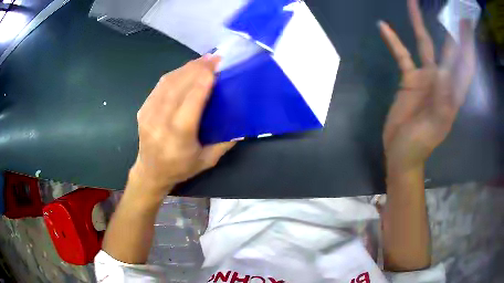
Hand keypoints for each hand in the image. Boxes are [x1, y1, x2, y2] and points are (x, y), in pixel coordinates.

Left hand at [129, 55, 235, 197]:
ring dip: (187, 68)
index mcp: (179, 134)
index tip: (217, 65)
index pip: (192, 99)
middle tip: (214, 58)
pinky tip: (186, 70)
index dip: (204, 78)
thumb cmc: (180, 168)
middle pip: (179, 85)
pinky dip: (175, 74)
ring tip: (202, 61)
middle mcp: (161, 120)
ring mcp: (149, 113)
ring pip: (168, 82)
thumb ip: (225, 142)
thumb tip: (241, 125)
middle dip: (197, 68)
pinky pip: (160, 85)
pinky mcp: (144, 109)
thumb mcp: (207, 160)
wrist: (150, 172)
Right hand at [379, 0, 475, 171]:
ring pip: (424, 44)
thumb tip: (443, 70)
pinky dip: (393, 41)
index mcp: (453, 93)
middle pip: (448, 48)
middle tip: (449, 8)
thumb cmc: (420, 145)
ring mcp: (425, 77)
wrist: (401, 152)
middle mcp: (442, 80)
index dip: (467, 44)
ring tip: (412, 2)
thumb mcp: (433, 127)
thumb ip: (441, 100)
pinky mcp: (409, 78)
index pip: (465, 64)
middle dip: (449, 28)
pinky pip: (401, 55)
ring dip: (418, 24)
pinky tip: (383, 27)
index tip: (466, 23)